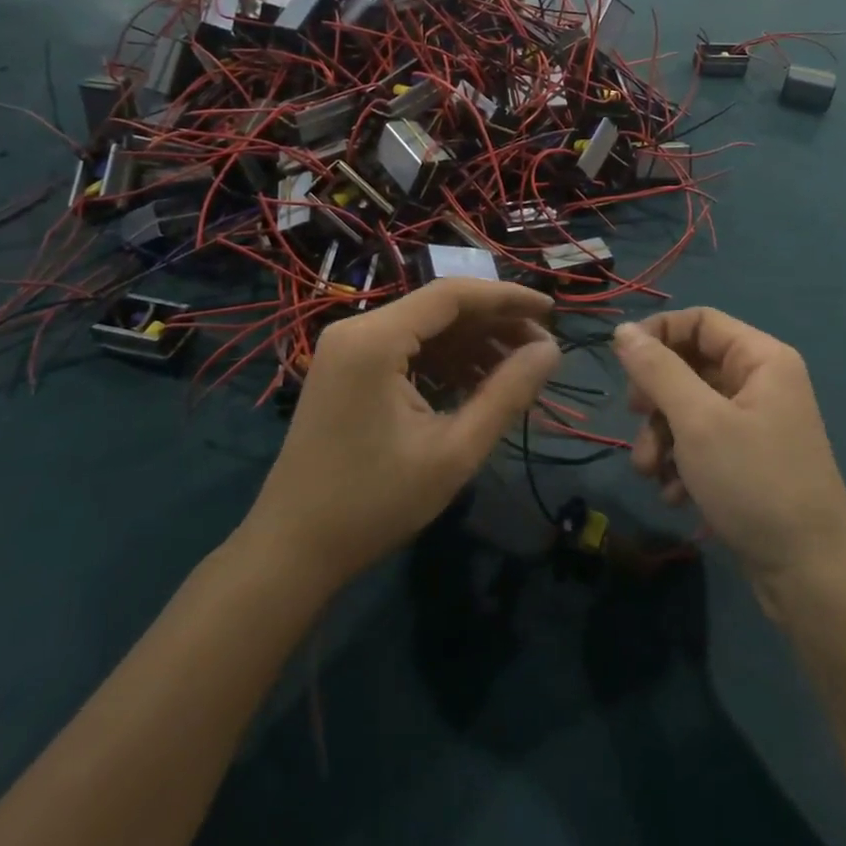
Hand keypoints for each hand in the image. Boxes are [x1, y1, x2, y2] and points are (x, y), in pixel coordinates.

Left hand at [246, 280, 559, 585]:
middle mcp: (357, 329)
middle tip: (541, 348)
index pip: (453, 295)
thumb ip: (507, 394)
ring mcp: (347, 349)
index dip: (508, 298)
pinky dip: (445, 361)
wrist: (292, 550)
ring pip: (425, 328)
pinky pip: (406, 350)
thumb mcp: (454, 451)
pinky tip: (477, 383)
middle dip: (494, 324)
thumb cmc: (374, 503)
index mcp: (375, 339)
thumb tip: (551, 351)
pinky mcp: (346, 370)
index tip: (552, 311)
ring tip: (517, 369)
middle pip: (439, 308)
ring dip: (472, 344)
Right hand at [614, 311, 845, 595]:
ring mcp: (755, 424)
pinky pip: (703, 443)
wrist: (809, 575)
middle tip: (634, 417)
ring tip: (649, 472)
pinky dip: (681, 463)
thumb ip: (657, 370)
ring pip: (690, 408)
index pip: (699, 321)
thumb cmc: (754, 482)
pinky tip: (674, 495)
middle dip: (656, 397)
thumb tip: (623, 331)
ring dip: (661, 437)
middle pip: (690, 366)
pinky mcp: (748, 461)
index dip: (658, 333)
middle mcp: (761, 383)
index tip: (622, 362)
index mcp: (761, 359)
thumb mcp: (697, 421)